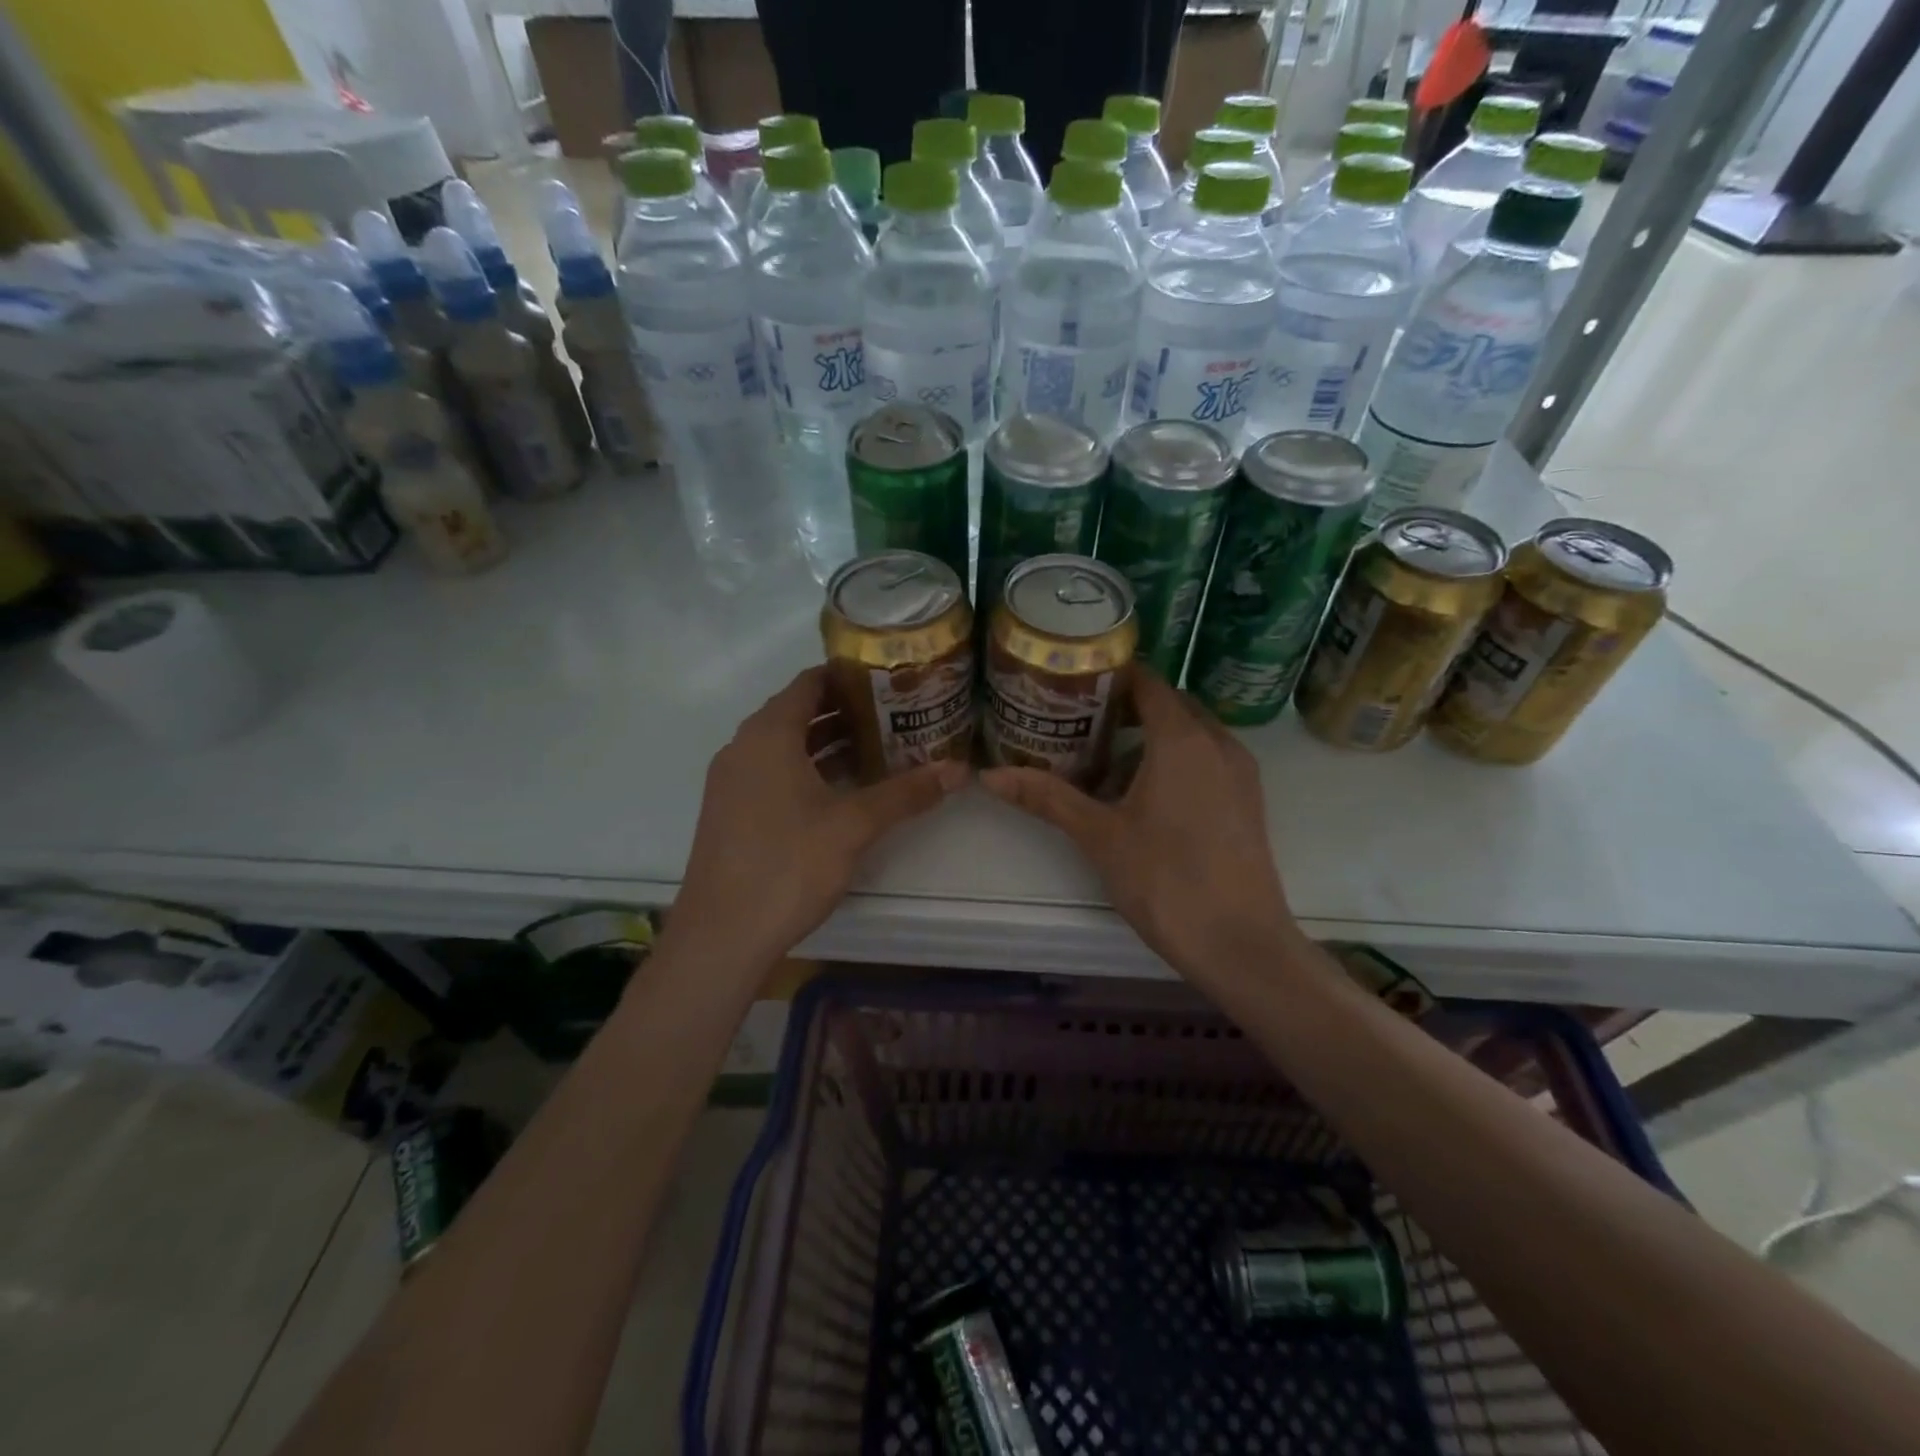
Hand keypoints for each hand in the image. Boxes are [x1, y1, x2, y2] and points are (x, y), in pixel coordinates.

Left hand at [671, 665, 968, 971]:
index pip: (809, 683)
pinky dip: (807, 770)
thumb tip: (959, 769)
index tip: (889, 678)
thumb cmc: (788, 865)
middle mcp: (743, 748)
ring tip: (879, 747)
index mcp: (768, 735)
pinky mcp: (730, 812)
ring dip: (828, 743)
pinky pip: (773, 773)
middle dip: (845, 711)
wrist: (721, 935)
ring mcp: (732, 782)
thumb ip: (906, 793)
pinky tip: (843, 790)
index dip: (848, 676)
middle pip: (798, 713)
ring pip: (785, 746)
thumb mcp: (854, 826)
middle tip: (896, 713)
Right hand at [981, 671, 1296, 979]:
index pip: (1148, 682)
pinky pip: (1207, 758)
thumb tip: (989, 776)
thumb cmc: (1166, 880)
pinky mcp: (1248, 800)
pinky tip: (1144, 795)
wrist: (1240, 944)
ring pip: (1191, 733)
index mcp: (1183, 738)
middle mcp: (1218, 742)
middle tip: (1078, 722)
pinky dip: (1175, 759)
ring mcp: (1240, 772)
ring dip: (1151, 736)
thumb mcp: (1099, 835)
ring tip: (1104, 761)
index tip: (1073, 682)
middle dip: (1127, 707)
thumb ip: (1047, 797)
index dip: (1111, 675)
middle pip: (1170, 704)